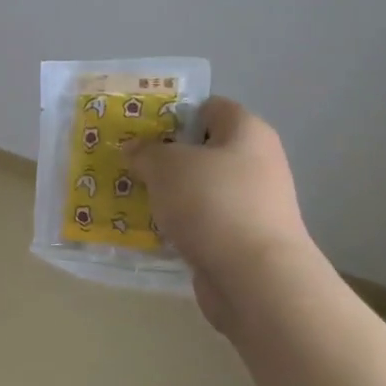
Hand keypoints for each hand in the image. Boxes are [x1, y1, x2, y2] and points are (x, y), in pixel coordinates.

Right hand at [125, 99, 313, 330]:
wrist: (254, 277)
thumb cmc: (212, 203)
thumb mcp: (166, 166)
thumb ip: (146, 152)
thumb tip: (135, 148)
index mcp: (247, 132)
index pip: (210, 107)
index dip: (175, 112)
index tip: (140, 128)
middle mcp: (256, 163)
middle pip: (203, 150)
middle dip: (165, 157)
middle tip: (128, 164)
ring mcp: (252, 204)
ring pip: (199, 189)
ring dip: (168, 194)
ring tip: (130, 197)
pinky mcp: (242, 239)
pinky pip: (202, 222)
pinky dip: (178, 224)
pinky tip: (148, 230)